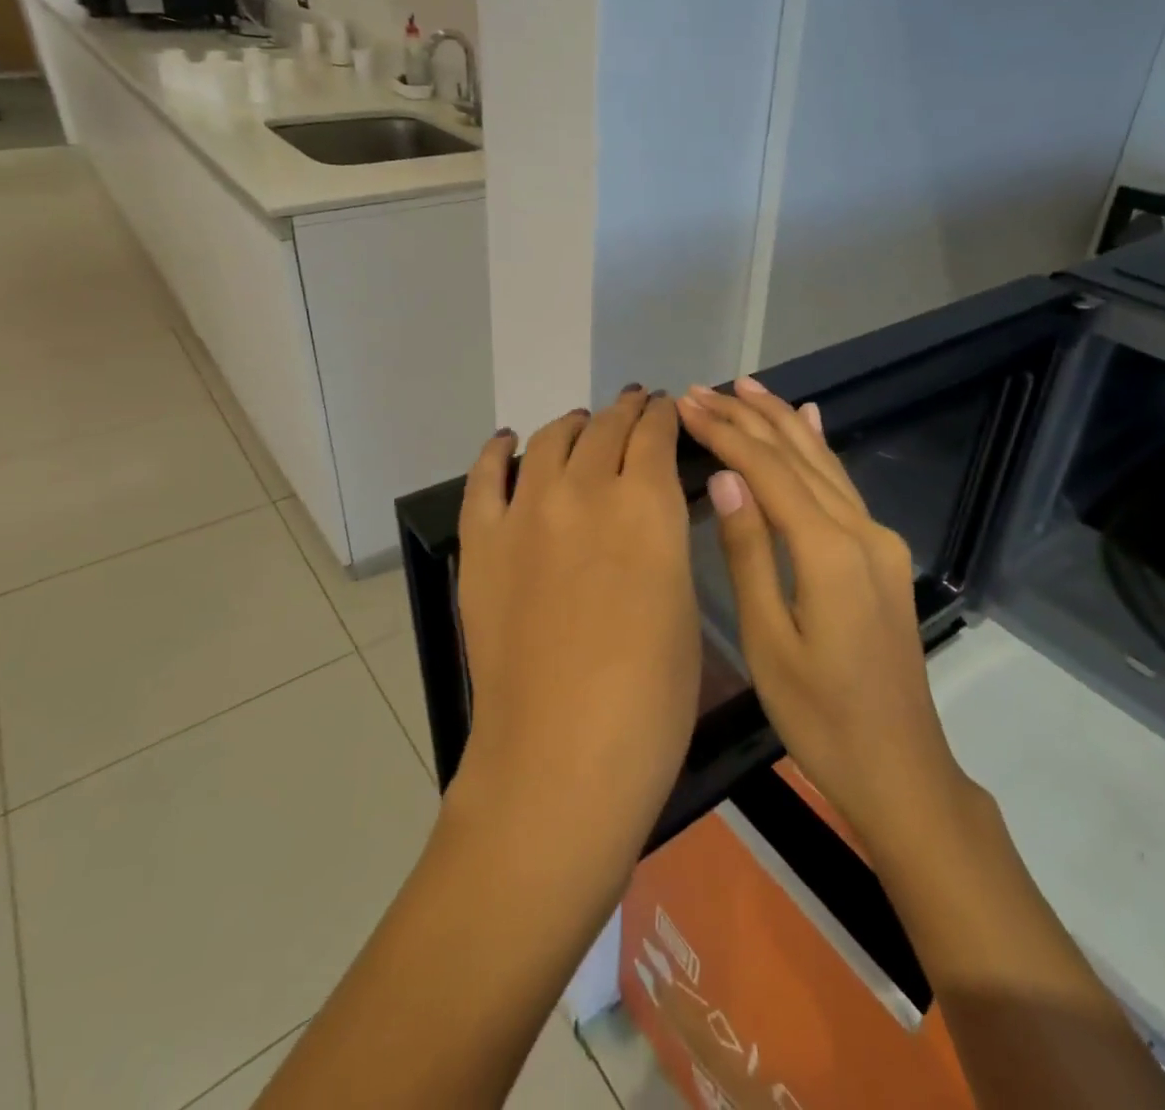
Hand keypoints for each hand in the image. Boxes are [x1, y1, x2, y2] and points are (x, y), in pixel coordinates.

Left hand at [452, 388, 699, 861]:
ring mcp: (525, 513)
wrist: (560, 758)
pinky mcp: (482, 543)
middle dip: (625, 411)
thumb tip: (652, 510)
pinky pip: (485, 478)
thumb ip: (664, 541)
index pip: (655, 434)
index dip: (663, 415)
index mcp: (646, 505)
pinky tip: (507, 442)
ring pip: (551, 440)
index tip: (667, 409)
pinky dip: (498, 452)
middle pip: (605, 427)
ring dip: (573, 424)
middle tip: (634, 407)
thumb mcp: (682, 605)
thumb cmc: (649, 698)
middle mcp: (585, 490)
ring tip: (583, 423)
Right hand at [678, 377, 966, 851]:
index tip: (685, 404)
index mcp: (829, 552)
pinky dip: (818, 448)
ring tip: (745, 387)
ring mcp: (878, 539)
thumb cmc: (820, 718)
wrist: (900, 767)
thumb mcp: (769, 641)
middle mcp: (861, 530)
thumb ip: (749, 553)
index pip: (768, 471)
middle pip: (797, 456)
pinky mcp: (882, 553)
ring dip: (782, 421)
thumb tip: (725, 477)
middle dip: (748, 417)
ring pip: (823, 463)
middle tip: (701, 389)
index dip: (726, 433)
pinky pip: (843, 485)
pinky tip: (811, 420)